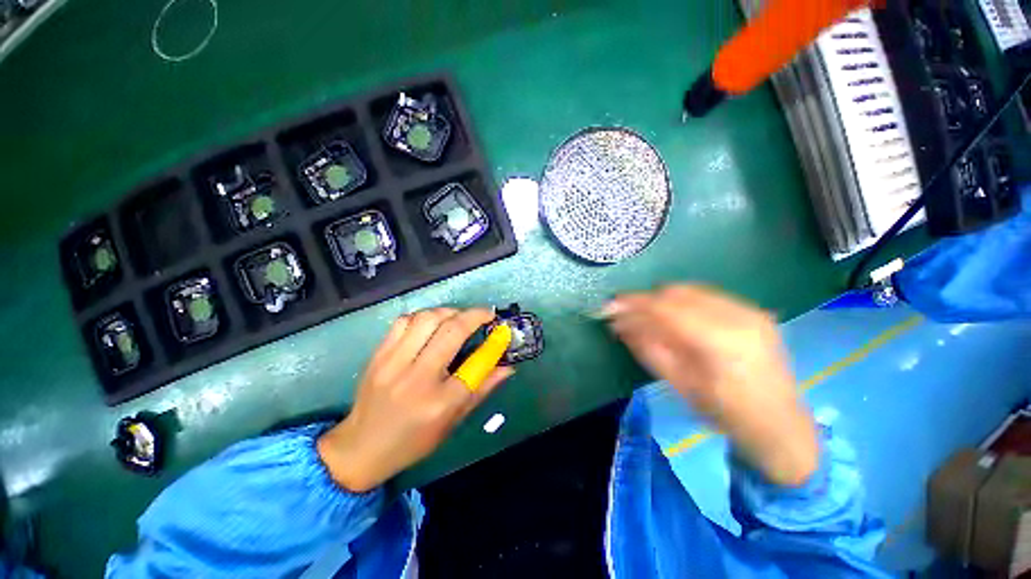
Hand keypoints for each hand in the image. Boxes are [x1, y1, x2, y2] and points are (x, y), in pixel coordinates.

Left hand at [317, 308, 512, 491]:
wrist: (361, 448)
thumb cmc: (414, 440)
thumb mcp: (453, 422)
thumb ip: (482, 390)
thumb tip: (508, 367)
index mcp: (440, 403)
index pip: (476, 365)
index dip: (494, 343)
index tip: (502, 330)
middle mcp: (417, 379)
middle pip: (452, 331)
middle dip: (475, 315)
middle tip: (485, 315)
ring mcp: (393, 363)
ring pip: (427, 319)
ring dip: (449, 311)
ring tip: (459, 317)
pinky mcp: (378, 355)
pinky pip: (404, 321)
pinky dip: (424, 316)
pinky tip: (432, 323)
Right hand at [604, 285, 818, 486]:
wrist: (781, 426)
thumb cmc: (726, 414)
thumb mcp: (679, 385)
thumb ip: (648, 348)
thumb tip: (619, 324)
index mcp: (721, 341)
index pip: (665, 307)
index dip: (632, 303)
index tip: (608, 306)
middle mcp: (739, 316)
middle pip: (676, 292)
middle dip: (644, 300)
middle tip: (624, 315)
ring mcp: (749, 310)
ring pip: (690, 290)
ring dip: (661, 300)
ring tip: (645, 317)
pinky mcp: (752, 311)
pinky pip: (706, 295)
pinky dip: (681, 302)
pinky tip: (673, 318)